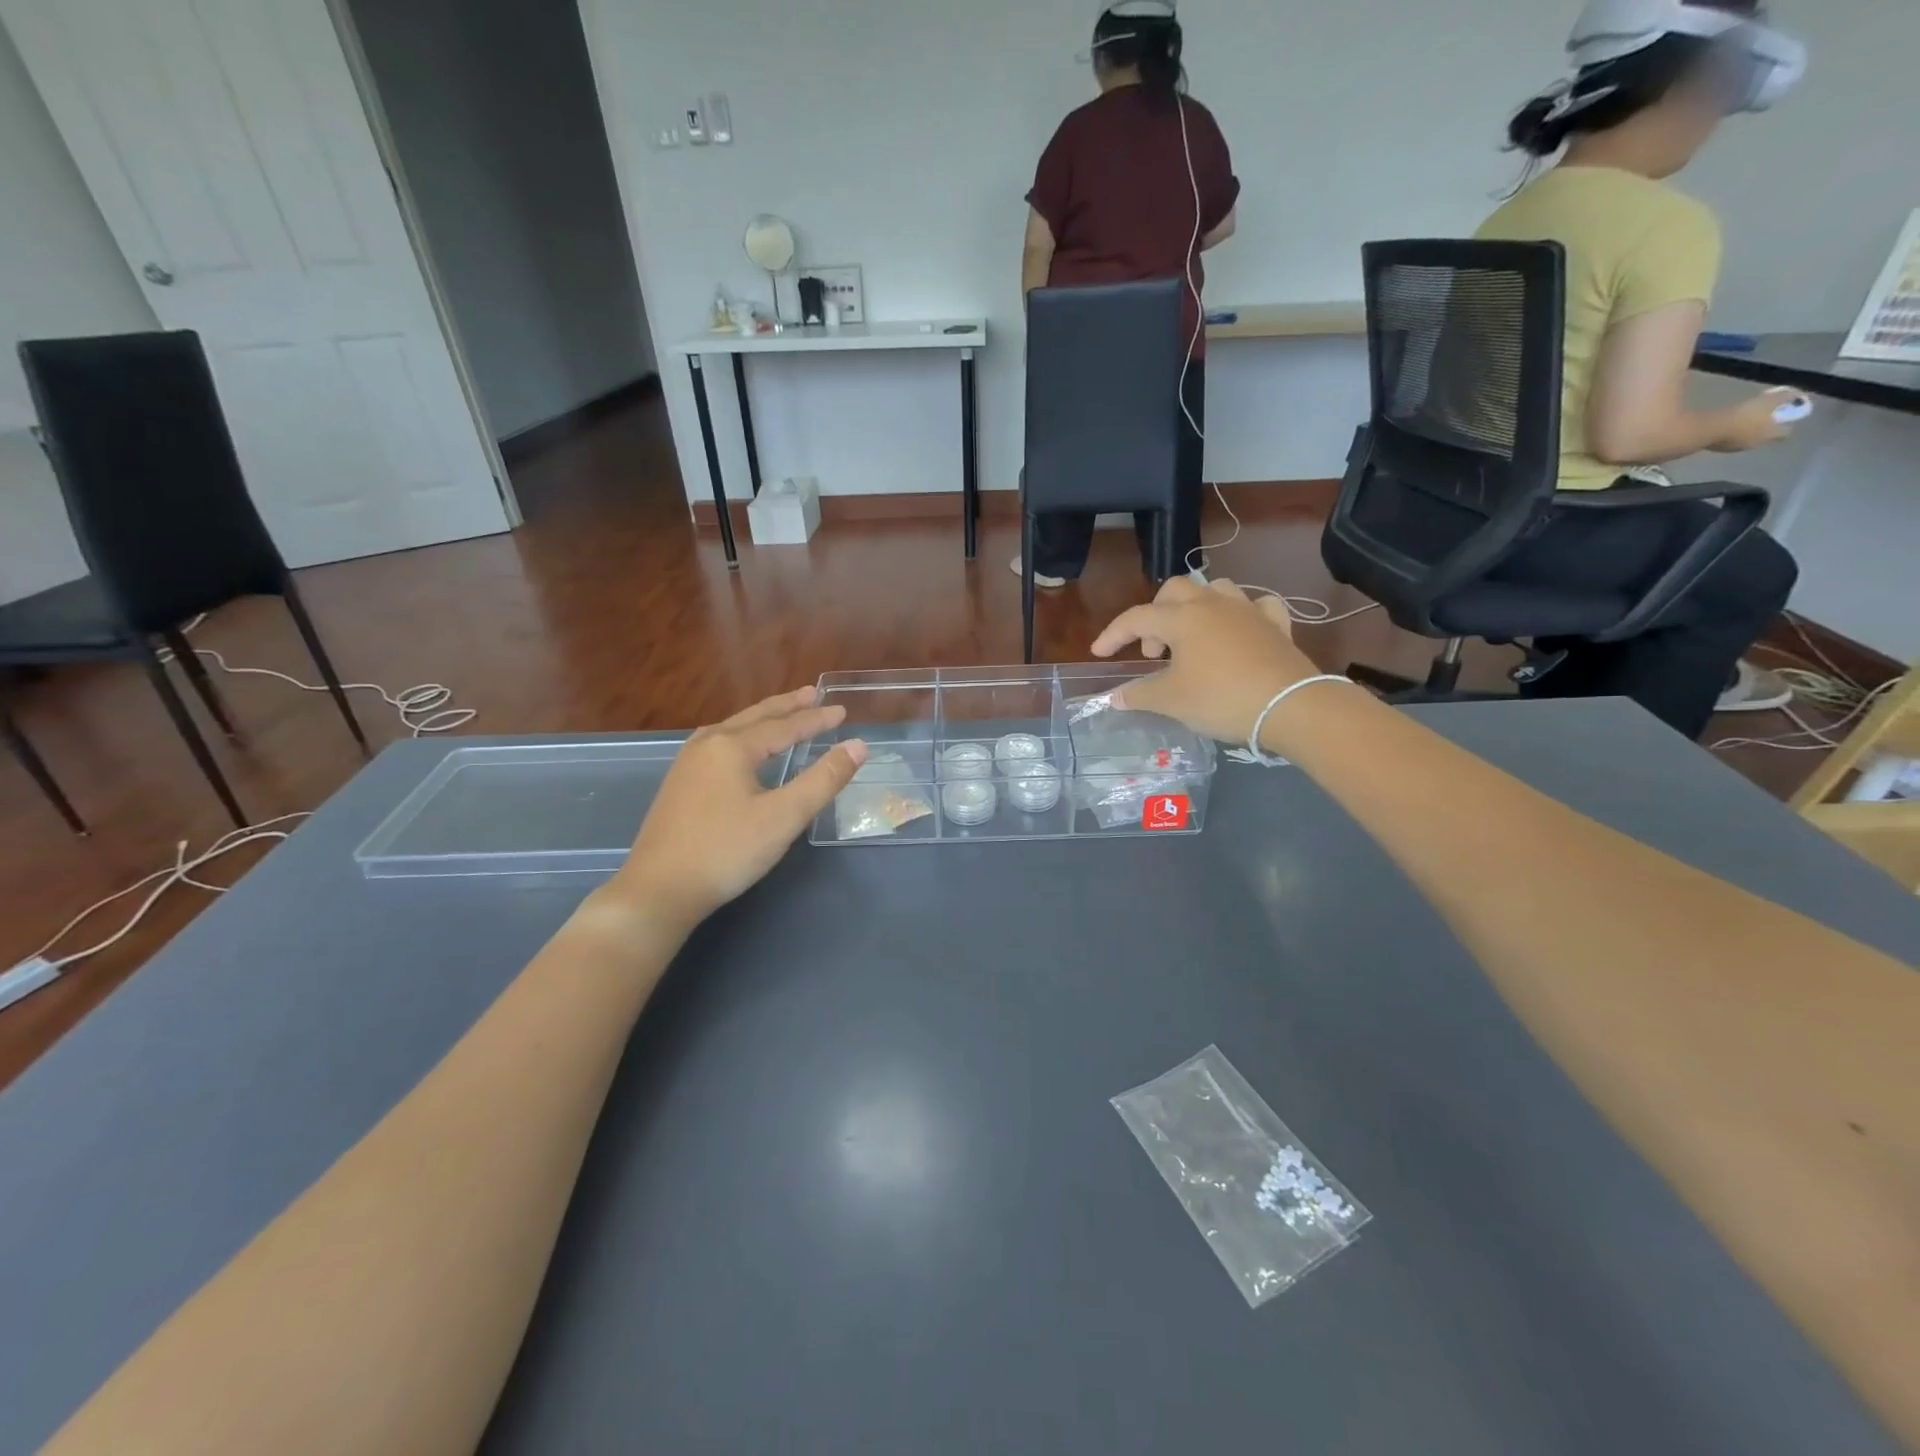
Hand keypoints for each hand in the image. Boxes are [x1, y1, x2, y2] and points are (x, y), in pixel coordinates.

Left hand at [612, 688, 865, 933]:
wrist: (658, 890)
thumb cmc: (727, 851)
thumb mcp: (784, 817)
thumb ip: (823, 780)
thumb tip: (858, 746)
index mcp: (732, 747)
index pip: (784, 726)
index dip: (815, 719)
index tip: (841, 711)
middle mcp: (707, 745)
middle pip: (754, 717)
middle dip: (786, 706)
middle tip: (812, 693)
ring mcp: (687, 764)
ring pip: (732, 729)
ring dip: (761, 719)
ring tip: (781, 714)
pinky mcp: (678, 785)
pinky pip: (717, 744)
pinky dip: (741, 736)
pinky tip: (740, 748)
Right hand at [1091, 577, 1322, 744]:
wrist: (1290, 706)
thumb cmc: (1220, 699)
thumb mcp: (1171, 700)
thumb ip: (1139, 694)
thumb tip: (1115, 696)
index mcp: (1182, 618)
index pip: (1136, 618)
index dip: (1113, 634)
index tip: (1099, 653)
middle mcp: (1213, 605)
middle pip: (1175, 591)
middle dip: (1156, 615)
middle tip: (1154, 651)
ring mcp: (1248, 611)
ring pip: (1216, 591)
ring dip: (1196, 608)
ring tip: (1192, 639)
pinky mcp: (1276, 626)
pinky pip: (1256, 607)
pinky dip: (1242, 616)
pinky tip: (1240, 631)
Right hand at [1714, 388, 1800, 451]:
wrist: (1709, 430)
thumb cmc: (1744, 416)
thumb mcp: (1769, 402)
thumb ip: (1786, 398)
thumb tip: (1800, 394)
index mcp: (1771, 434)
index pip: (1785, 432)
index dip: (1786, 425)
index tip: (1784, 418)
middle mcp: (1755, 444)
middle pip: (1764, 438)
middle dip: (1765, 430)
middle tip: (1762, 419)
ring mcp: (1734, 447)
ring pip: (1746, 440)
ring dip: (1747, 433)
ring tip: (1742, 422)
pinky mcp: (1716, 448)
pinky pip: (1729, 441)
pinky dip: (1730, 435)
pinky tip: (1726, 427)